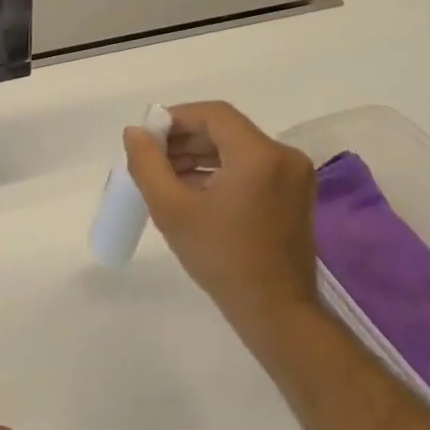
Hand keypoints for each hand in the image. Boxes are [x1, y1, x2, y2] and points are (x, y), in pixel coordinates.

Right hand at [123, 101, 319, 331]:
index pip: (213, 114)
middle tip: (153, 159)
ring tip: (167, 176)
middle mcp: (283, 156)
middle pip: (225, 130)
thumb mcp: (172, 210)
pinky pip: (251, 167)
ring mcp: (294, 176)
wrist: (277, 315)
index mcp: (259, 154)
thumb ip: (147, 164)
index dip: (176, 118)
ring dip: (201, 155)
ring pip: (237, 148)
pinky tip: (193, 191)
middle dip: (185, 139)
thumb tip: (135, 132)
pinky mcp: (295, 194)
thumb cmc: (222, 260)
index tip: (149, 138)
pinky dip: (221, 171)